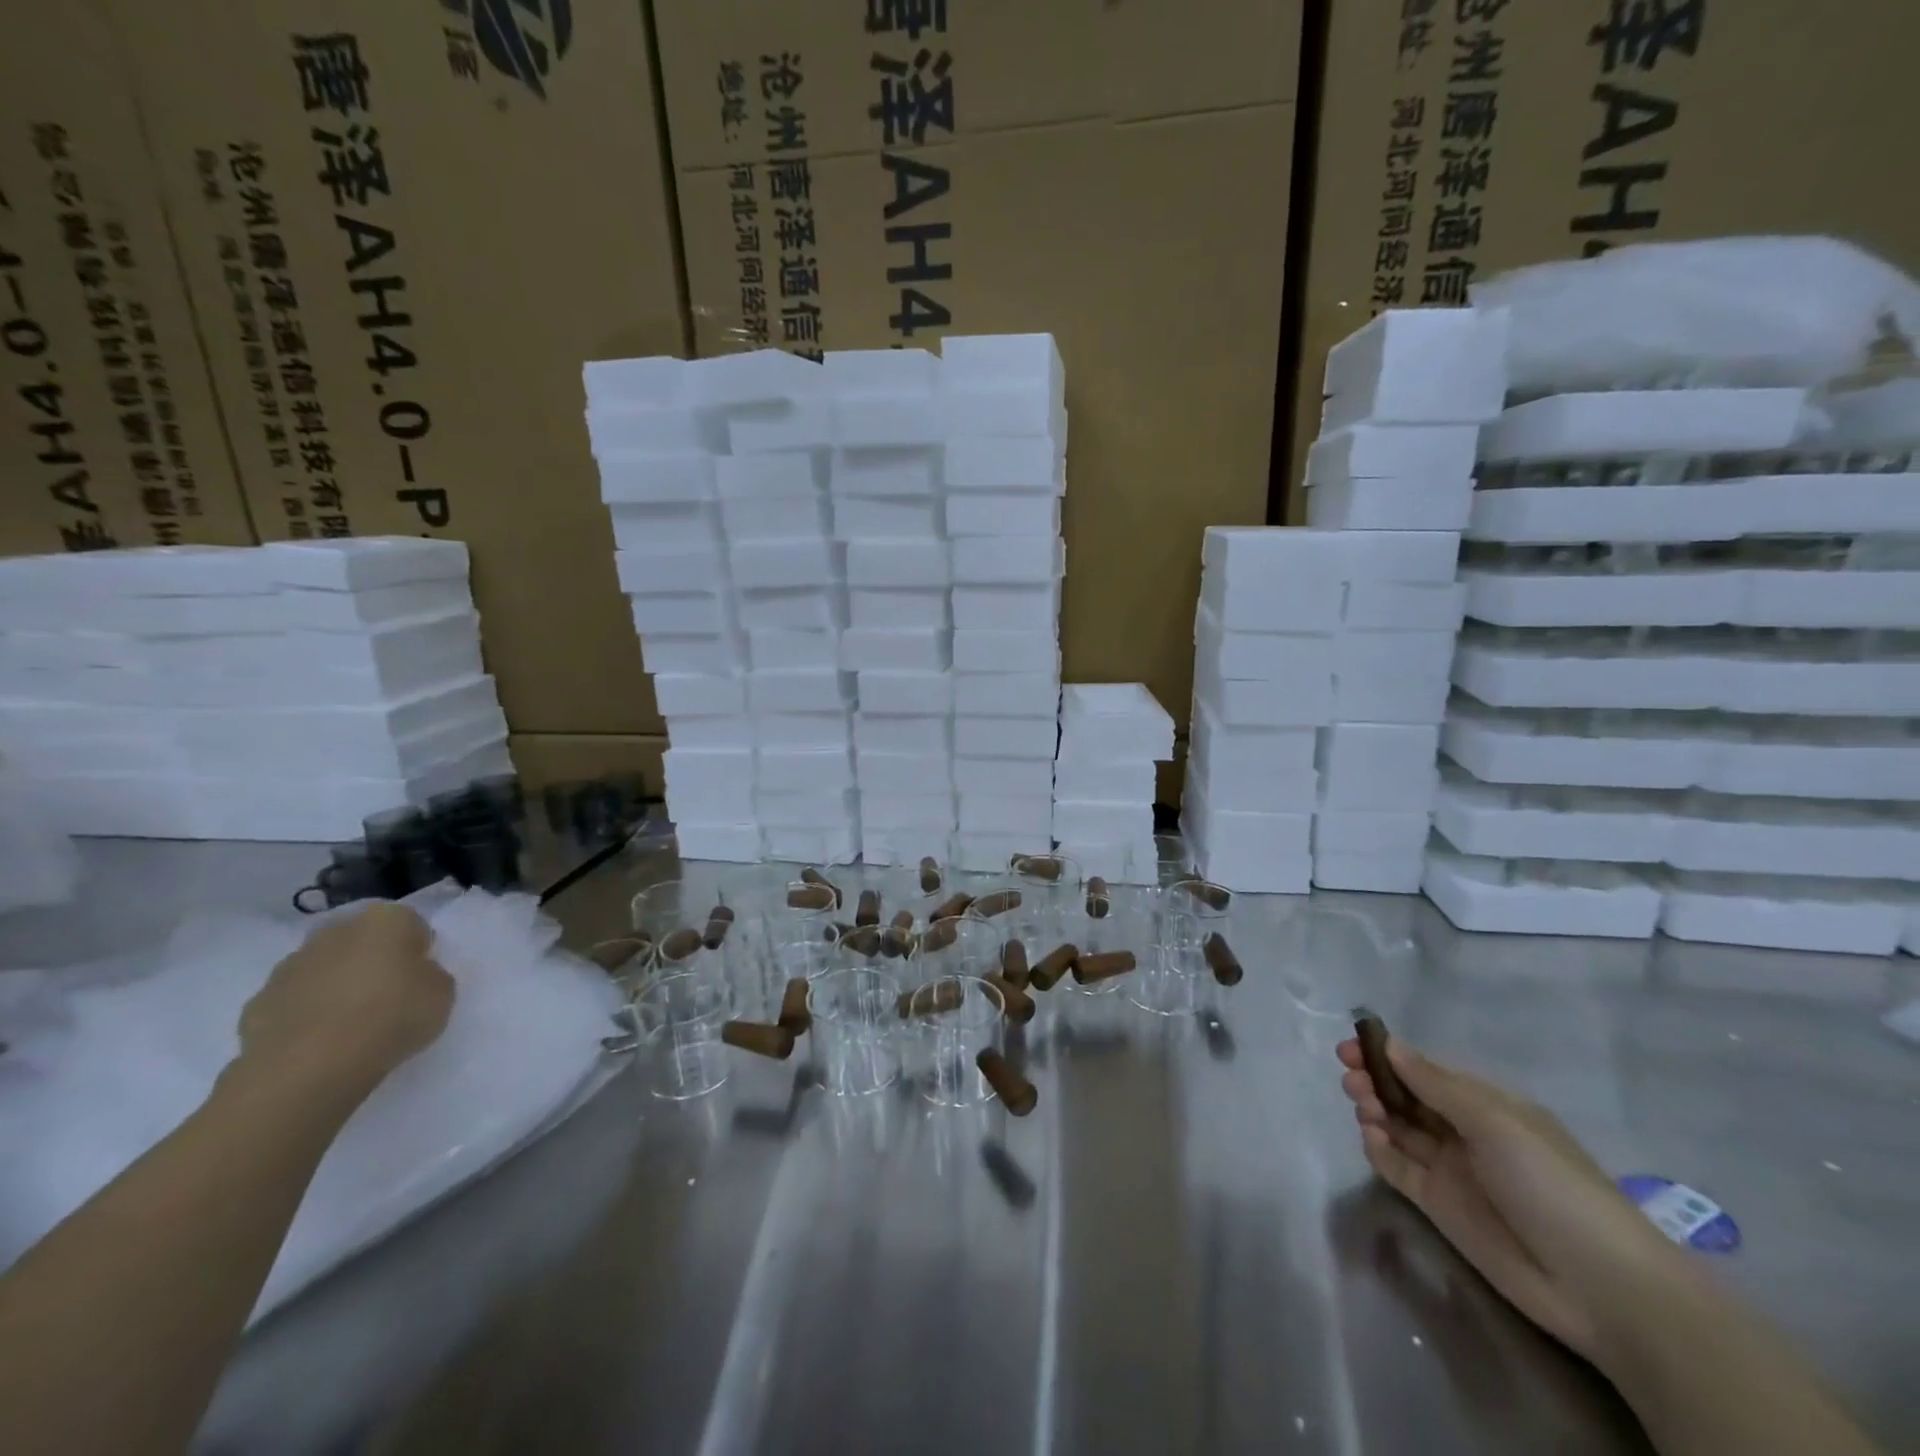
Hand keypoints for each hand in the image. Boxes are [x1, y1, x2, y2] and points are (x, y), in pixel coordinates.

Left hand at [236, 902, 454, 1095]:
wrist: (307, 1069)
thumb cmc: (391, 1017)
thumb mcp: (442, 994)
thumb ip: (431, 976)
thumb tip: (413, 977)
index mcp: (384, 921)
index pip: (409, 924)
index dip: (417, 950)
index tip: (420, 977)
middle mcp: (335, 932)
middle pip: (360, 941)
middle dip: (370, 960)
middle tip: (387, 996)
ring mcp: (289, 967)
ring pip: (322, 969)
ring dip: (334, 986)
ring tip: (350, 1025)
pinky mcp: (257, 1004)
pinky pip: (292, 1002)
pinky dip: (304, 1015)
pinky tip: (318, 1042)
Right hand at [1337, 1035, 1681, 1363]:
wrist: (1598, 1285)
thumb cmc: (1551, 1183)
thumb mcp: (1495, 1121)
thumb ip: (1435, 1084)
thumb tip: (1390, 1044)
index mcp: (1486, 1105)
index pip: (1426, 1070)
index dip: (1388, 1056)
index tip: (1352, 1047)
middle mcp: (1464, 1131)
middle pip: (1406, 1096)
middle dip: (1374, 1080)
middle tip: (1351, 1078)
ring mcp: (1450, 1169)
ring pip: (1397, 1127)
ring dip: (1373, 1109)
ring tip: (1363, 1107)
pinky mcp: (1437, 1204)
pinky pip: (1397, 1167)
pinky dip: (1378, 1149)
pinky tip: (1372, 1139)